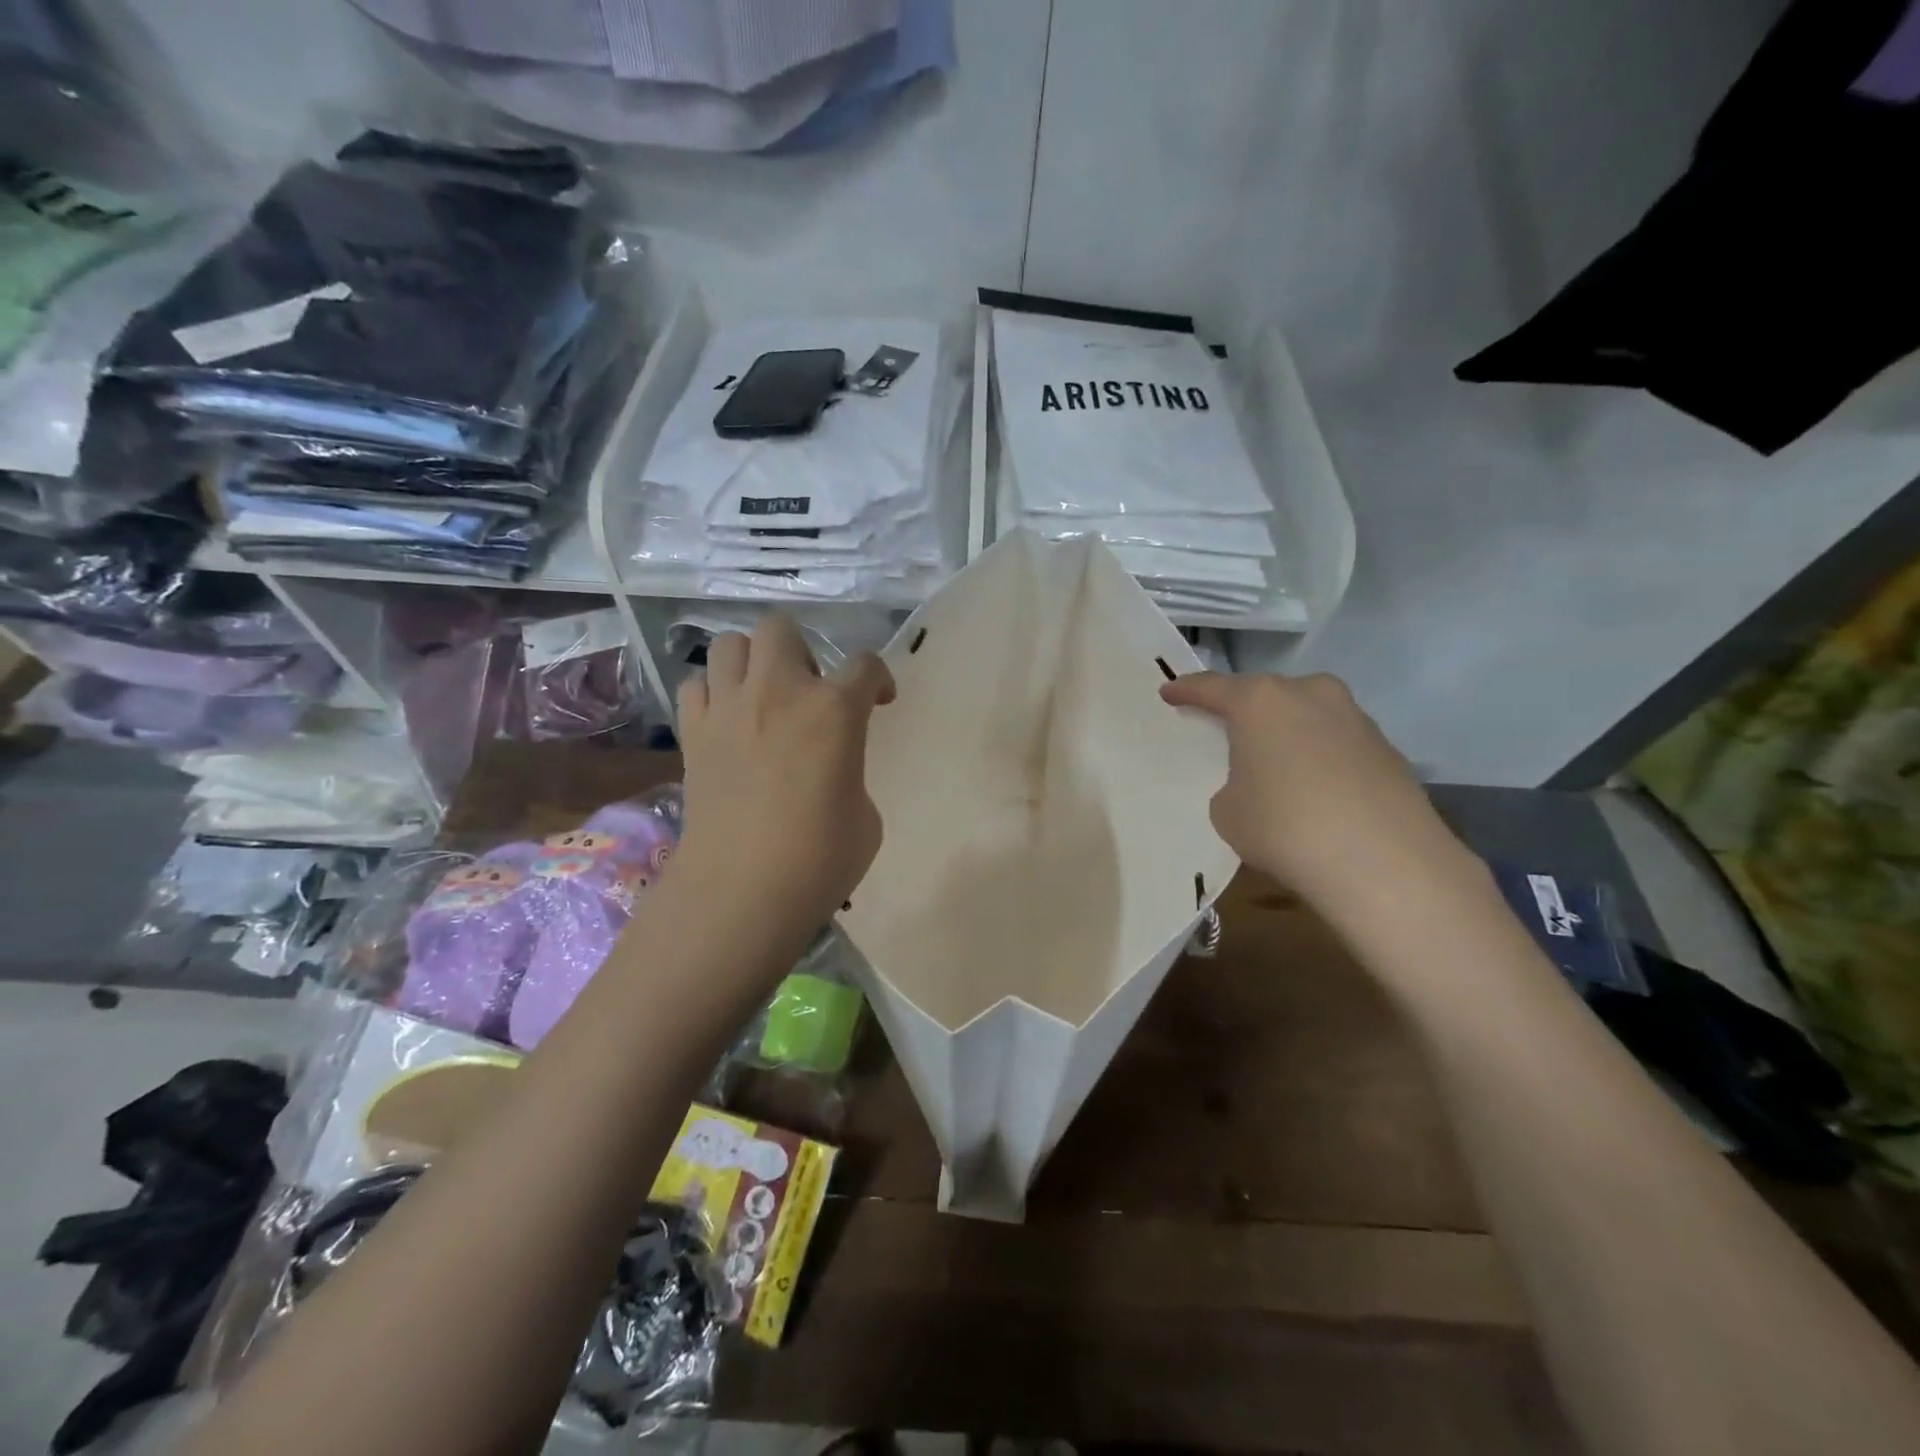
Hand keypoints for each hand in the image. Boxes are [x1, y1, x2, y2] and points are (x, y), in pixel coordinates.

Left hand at [673, 614, 894, 937]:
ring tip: (763, 698)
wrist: (742, 891)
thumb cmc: (820, 859)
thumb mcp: (865, 815)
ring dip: (751, 663)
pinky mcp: (693, 734)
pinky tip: (728, 722)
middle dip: (801, 650)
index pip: (865, 665)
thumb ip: (851, 771)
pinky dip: (713, 694)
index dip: (879, 679)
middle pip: (780, 628)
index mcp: (834, 710)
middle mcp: (778, 692)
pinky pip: (696, 686)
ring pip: (729, 644)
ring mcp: (728, 709)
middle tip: (809, 691)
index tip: (880, 700)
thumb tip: (831, 769)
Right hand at [1160, 671, 1474, 911]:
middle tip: (1228, 732)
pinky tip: (1317, 792)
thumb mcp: (1228, 810)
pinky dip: (1321, 758)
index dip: (1186, 690)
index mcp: (1261, 701)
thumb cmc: (1283, 826)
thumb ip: (1234, 784)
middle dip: (1246, 711)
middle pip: (1267, 695)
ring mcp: (1355, 718)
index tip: (1170, 692)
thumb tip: (1260, 783)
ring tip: (1276, 766)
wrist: (1383, 863)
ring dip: (1288, 733)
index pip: (1211, 687)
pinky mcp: (1388, 749)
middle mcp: (1310, 694)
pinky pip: (1337, 744)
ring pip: (1308, 716)